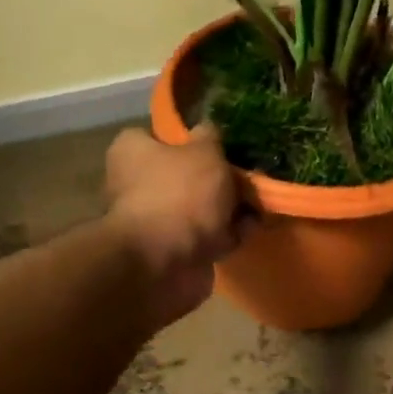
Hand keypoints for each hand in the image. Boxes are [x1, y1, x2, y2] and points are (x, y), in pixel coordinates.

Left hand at [105, 123, 242, 324]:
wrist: (165, 263)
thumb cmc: (180, 194)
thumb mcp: (205, 152)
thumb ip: (211, 137)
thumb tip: (209, 130)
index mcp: (133, 151)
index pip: (162, 137)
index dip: (193, 140)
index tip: (222, 145)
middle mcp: (137, 184)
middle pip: (186, 175)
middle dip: (219, 178)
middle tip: (248, 176)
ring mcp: (156, 221)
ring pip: (200, 208)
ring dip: (228, 208)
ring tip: (259, 203)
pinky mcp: (173, 252)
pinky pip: (207, 237)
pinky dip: (228, 234)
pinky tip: (253, 228)